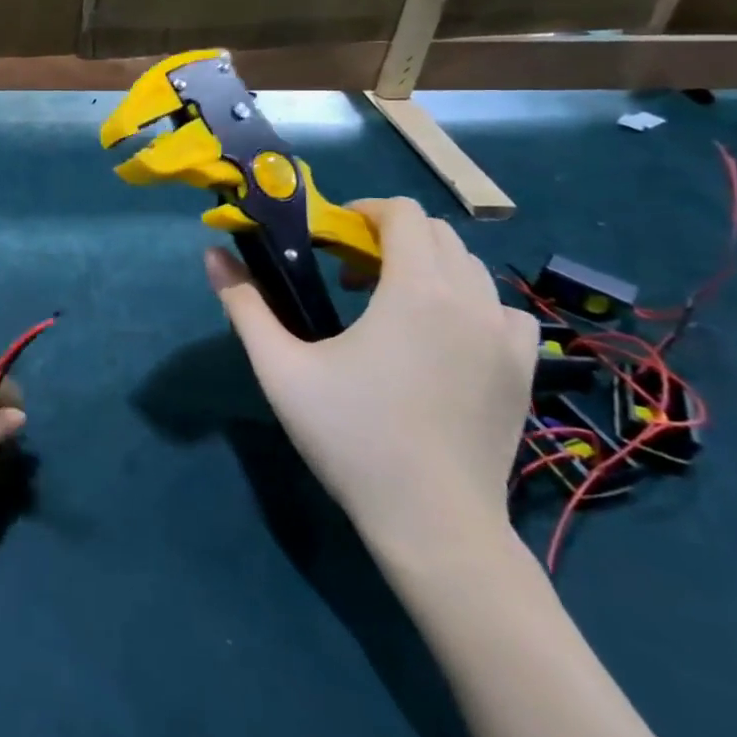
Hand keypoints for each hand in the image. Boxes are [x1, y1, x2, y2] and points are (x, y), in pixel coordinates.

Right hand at [206, 196, 537, 559]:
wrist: (434, 525)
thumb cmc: (352, 438)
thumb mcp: (280, 368)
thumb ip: (245, 304)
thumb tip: (212, 254)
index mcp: (416, 291)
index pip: (403, 214)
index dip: (364, 211)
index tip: (331, 236)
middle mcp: (471, 302)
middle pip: (439, 235)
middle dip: (391, 237)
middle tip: (348, 272)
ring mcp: (507, 338)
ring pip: (471, 269)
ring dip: (429, 267)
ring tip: (390, 304)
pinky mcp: (524, 372)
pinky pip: (502, 311)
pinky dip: (470, 303)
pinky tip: (443, 336)